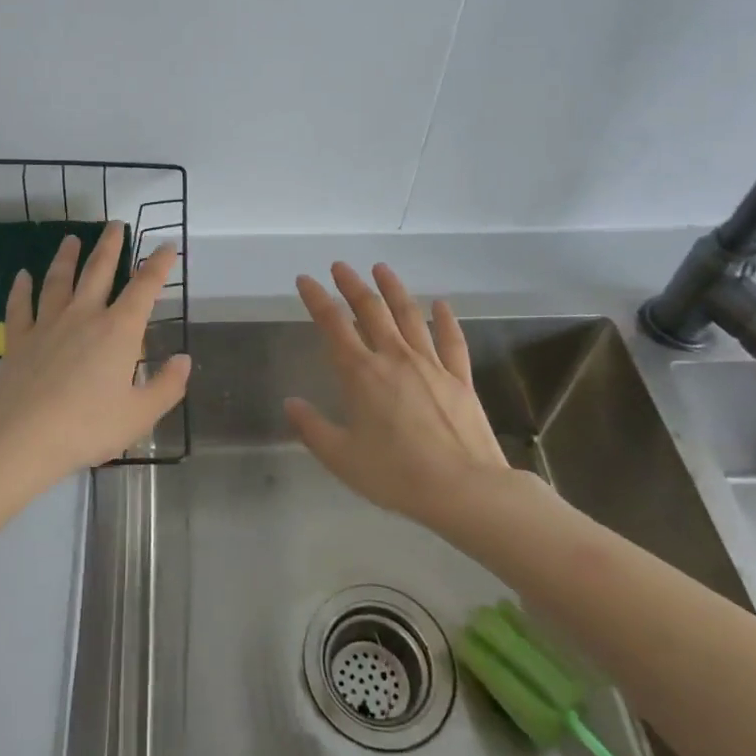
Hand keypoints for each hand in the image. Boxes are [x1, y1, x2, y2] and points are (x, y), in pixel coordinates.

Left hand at [0, 222, 189, 492]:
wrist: (20, 439)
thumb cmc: (87, 427)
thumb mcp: (139, 415)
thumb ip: (166, 386)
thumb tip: (184, 359)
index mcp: (118, 330)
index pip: (144, 287)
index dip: (158, 264)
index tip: (166, 246)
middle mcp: (84, 316)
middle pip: (98, 271)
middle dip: (110, 246)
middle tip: (115, 224)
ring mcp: (47, 325)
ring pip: (58, 281)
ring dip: (66, 258)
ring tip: (71, 239)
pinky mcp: (18, 340)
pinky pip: (20, 306)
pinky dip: (21, 289)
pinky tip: (22, 276)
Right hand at [285, 262, 514, 526]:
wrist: (464, 489)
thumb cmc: (396, 475)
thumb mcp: (342, 458)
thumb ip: (312, 428)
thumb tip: (290, 403)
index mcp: (361, 374)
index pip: (333, 325)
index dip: (316, 299)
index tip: (305, 279)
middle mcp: (394, 358)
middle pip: (371, 310)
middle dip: (352, 285)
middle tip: (340, 266)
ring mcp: (431, 365)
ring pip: (409, 315)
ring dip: (393, 289)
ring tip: (382, 269)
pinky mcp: (459, 378)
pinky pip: (451, 341)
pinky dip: (445, 319)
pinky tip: (440, 304)